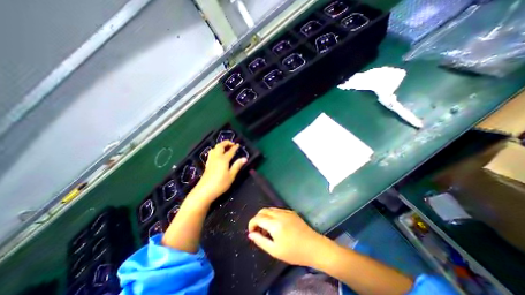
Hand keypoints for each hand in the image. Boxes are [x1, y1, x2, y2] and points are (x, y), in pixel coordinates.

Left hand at [192, 139, 247, 201]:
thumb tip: (245, 158)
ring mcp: (211, 160)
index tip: (238, 145)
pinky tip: (217, 154)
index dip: (235, 147)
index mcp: (223, 160)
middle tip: (232, 144)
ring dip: (220, 145)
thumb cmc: (220, 184)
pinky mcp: (207, 164)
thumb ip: (237, 166)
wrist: (204, 191)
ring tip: (225, 147)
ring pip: (214, 148)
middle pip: (220, 146)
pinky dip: (216, 150)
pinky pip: (211, 153)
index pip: (230, 151)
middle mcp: (216, 157)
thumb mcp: (231, 176)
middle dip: (226, 143)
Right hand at [248, 207, 328, 267]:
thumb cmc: (294, 252)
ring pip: (270, 209)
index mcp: (275, 224)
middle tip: (258, 230)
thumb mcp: (275, 250)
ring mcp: (286, 211)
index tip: (251, 232)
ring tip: (266, 229)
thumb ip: (260, 241)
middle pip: (263, 210)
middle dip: (257, 218)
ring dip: (264, 216)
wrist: (314, 247)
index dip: (252, 224)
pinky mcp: (291, 212)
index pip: (258, 218)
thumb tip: (251, 234)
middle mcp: (279, 214)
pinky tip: (276, 225)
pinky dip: (272, 215)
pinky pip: (277, 210)